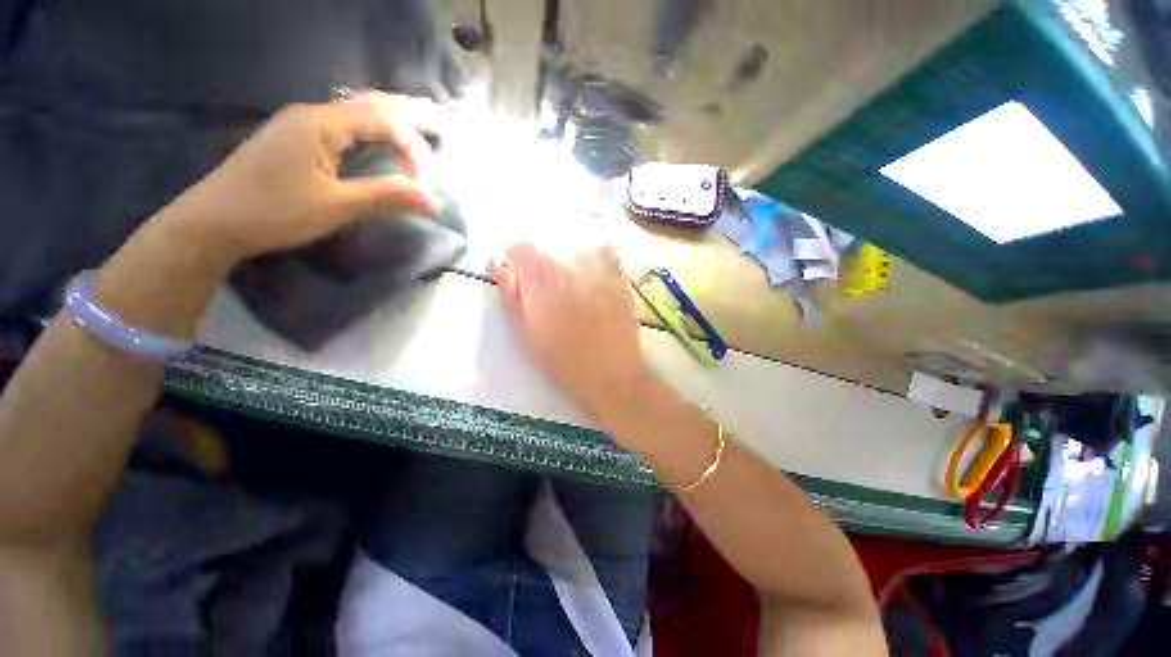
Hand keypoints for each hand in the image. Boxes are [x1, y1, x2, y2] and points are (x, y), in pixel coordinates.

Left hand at [162, 91, 439, 262]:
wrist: (212, 221)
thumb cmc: (274, 212)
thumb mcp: (336, 206)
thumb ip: (386, 196)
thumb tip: (433, 201)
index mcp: (321, 123)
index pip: (383, 120)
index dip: (412, 148)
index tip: (424, 185)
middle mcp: (312, 113)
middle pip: (370, 102)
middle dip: (408, 112)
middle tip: (440, 121)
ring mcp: (301, 123)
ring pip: (355, 109)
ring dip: (389, 114)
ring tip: (418, 121)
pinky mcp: (296, 137)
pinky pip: (343, 121)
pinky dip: (370, 124)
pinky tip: (378, 132)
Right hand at [490, 243, 651, 421]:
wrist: (612, 377)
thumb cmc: (565, 364)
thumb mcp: (529, 338)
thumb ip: (513, 301)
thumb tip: (500, 270)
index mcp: (542, 292)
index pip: (523, 251)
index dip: (516, 253)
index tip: (516, 263)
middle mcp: (569, 278)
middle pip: (549, 251)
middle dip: (541, 259)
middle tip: (543, 280)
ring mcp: (597, 278)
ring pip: (576, 251)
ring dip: (567, 259)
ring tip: (568, 279)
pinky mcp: (619, 284)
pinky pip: (608, 258)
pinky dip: (599, 256)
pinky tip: (595, 266)